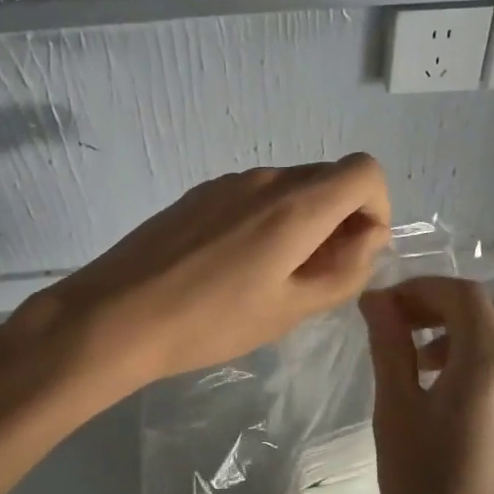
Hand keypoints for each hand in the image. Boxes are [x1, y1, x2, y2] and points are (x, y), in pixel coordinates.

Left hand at [43, 154, 391, 390]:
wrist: (116, 315)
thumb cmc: (211, 322)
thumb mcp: (289, 309)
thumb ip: (344, 269)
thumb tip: (371, 236)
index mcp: (295, 205)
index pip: (365, 171)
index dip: (376, 207)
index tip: (357, 251)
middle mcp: (266, 179)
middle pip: (329, 178)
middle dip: (341, 219)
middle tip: (317, 274)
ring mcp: (228, 182)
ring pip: (291, 187)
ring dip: (304, 221)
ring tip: (273, 275)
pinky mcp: (200, 194)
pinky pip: (255, 195)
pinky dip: (269, 219)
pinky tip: (236, 265)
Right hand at [360, 277, 493, 493]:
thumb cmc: (425, 491)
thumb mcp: (395, 412)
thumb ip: (390, 345)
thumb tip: (377, 299)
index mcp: (491, 364)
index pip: (464, 295)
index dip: (424, 289)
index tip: (389, 307)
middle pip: (491, 313)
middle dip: (444, 309)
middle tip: (403, 330)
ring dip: (470, 337)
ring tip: (429, 366)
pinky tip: (465, 403)